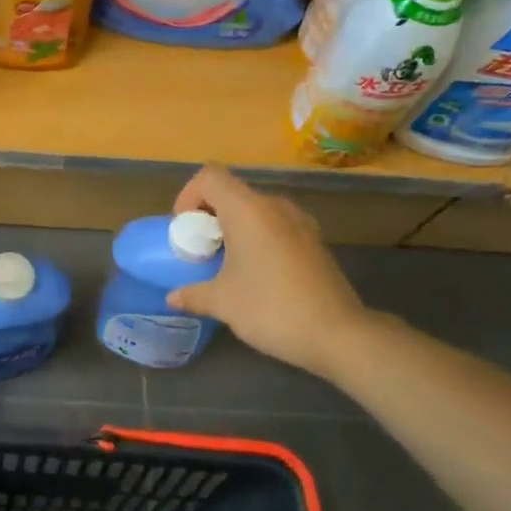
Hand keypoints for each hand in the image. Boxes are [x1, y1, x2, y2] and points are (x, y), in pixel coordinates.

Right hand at [166, 166, 368, 377]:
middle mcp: (275, 206)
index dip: (189, 195)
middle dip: (209, 216)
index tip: (185, 230)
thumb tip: (173, 297)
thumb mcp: (223, 303)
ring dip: (234, 228)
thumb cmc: (271, 308)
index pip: (210, 176)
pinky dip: (258, 239)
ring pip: (256, 210)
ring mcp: (300, 222)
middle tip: (201, 250)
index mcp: (248, 210)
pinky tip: (257, 274)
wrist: (337, 334)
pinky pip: (276, 226)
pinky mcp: (315, 241)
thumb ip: (193, 294)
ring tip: (226, 264)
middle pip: (232, 192)